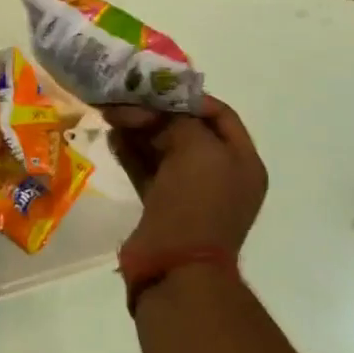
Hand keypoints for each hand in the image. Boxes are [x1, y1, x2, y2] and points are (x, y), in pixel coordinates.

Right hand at [103, 97, 267, 257]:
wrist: (175, 266)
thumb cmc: (196, 202)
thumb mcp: (197, 147)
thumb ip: (179, 119)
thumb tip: (155, 110)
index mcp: (242, 162)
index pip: (220, 115)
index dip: (189, 97)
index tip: (157, 86)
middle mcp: (220, 175)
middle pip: (187, 130)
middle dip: (156, 112)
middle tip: (125, 98)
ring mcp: (190, 192)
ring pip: (163, 149)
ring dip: (139, 129)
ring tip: (111, 112)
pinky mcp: (163, 205)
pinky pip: (147, 169)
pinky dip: (131, 151)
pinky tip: (112, 136)